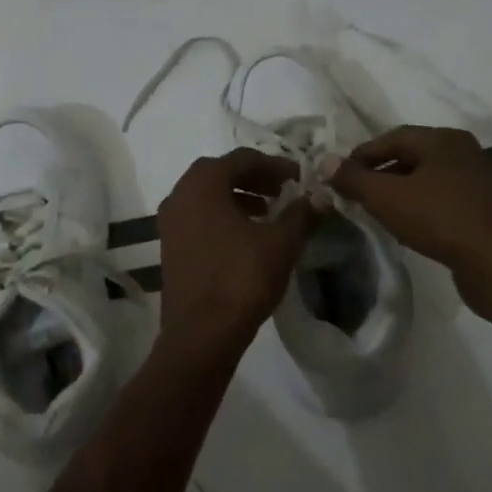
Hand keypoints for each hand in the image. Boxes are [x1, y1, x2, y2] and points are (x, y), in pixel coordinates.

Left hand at [156, 149, 315, 356]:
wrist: (201, 333)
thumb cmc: (241, 279)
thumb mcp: (281, 243)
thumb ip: (301, 214)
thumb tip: (320, 197)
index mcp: (202, 184)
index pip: (242, 158)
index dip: (275, 164)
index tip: (299, 177)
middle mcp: (179, 195)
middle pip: (220, 173)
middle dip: (254, 178)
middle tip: (283, 190)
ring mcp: (170, 223)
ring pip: (208, 197)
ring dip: (239, 197)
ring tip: (269, 212)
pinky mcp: (170, 247)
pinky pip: (199, 218)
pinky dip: (223, 217)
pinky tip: (247, 236)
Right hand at [329, 125, 491, 323]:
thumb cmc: (439, 218)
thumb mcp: (387, 197)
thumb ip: (354, 178)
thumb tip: (326, 161)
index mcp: (442, 139)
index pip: (392, 137)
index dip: (361, 155)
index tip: (339, 176)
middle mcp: (463, 152)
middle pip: (410, 157)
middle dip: (379, 174)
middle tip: (354, 195)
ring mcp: (477, 181)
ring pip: (426, 180)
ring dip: (398, 193)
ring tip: (376, 213)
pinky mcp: (483, 210)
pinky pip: (442, 200)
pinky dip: (419, 208)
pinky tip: (407, 228)